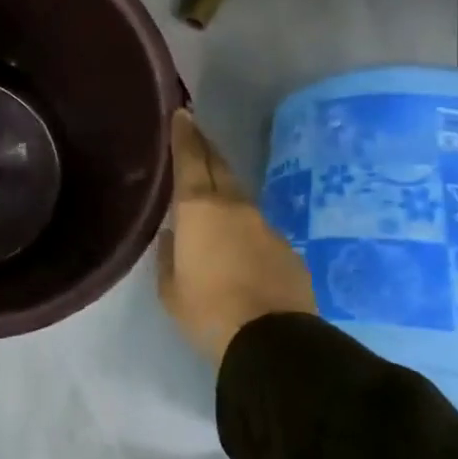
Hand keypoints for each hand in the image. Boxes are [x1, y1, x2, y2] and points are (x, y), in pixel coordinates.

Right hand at [157, 110, 316, 364]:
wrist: (273, 344)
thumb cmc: (207, 311)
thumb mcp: (171, 288)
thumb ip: (170, 255)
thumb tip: (176, 236)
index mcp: (199, 209)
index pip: (191, 159)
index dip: (184, 135)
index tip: (181, 113)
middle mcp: (235, 207)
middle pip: (220, 167)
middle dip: (206, 148)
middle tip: (194, 133)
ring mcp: (266, 227)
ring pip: (240, 197)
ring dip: (224, 189)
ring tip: (210, 193)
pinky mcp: (287, 250)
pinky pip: (257, 228)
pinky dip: (242, 226)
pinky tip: (236, 245)